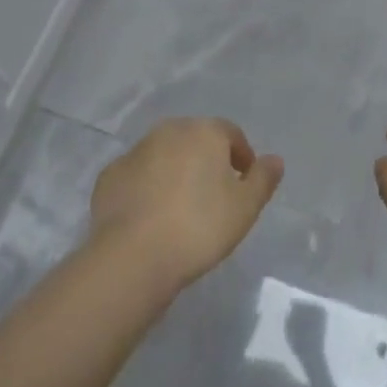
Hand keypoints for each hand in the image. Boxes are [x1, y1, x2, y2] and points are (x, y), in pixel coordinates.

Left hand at [89, 117, 283, 293]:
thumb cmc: (199, 227)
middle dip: (206, 161)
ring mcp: (136, 150)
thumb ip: (263, 180)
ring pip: (164, 155)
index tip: (244, 183)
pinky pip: (137, 176)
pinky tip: (150, 216)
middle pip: (195, 140)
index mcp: (204, 131)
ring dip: (175, 172)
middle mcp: (170, 130)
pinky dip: (146, 188)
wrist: (133, 255)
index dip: (241, 156)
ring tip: (181, 208)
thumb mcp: (245, 208)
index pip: (231, 134)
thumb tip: (275, 160)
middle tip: (213, 196)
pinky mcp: (111, 175)